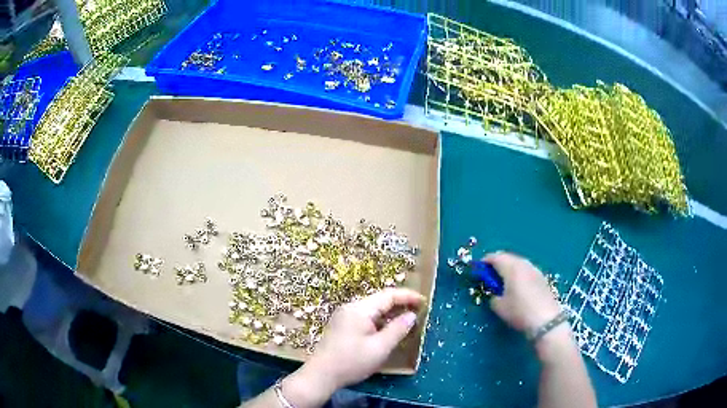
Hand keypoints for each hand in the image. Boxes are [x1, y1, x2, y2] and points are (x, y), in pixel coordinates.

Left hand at [282, 289, 423, 406]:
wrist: (320, 375)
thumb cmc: (351, 362)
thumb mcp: (379, 348)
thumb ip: (397, 330)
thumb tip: (411, 315)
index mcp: (359, 309)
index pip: (388, 295)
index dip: (408, 296)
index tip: (424, 301)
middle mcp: (351, 307)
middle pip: (380, 300)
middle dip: (400, 304)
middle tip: (419, 312)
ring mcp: (344, 316)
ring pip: (373, 309)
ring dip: (390, 313)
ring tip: (407, 321)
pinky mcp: (342, 326)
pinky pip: (365, 317)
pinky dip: (380, 321)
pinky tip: (388, 330)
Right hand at [485, 252, 560, 333]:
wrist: (546, 320)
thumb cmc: (519, 311)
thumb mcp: (499, 306)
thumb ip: (493, 296)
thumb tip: (495, 293)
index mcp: (511, 268)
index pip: (495, 257)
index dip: (485, 262)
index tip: (479, 270)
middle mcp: (524, 264)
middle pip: (508, 257)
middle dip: (497, 264)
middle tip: (490, 276)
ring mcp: (535, 269)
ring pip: (518, 263)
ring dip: (509, 268)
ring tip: (503, 281)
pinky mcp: (542, 277)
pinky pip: (526, 270)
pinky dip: (519, 273)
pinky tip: (518, 286)